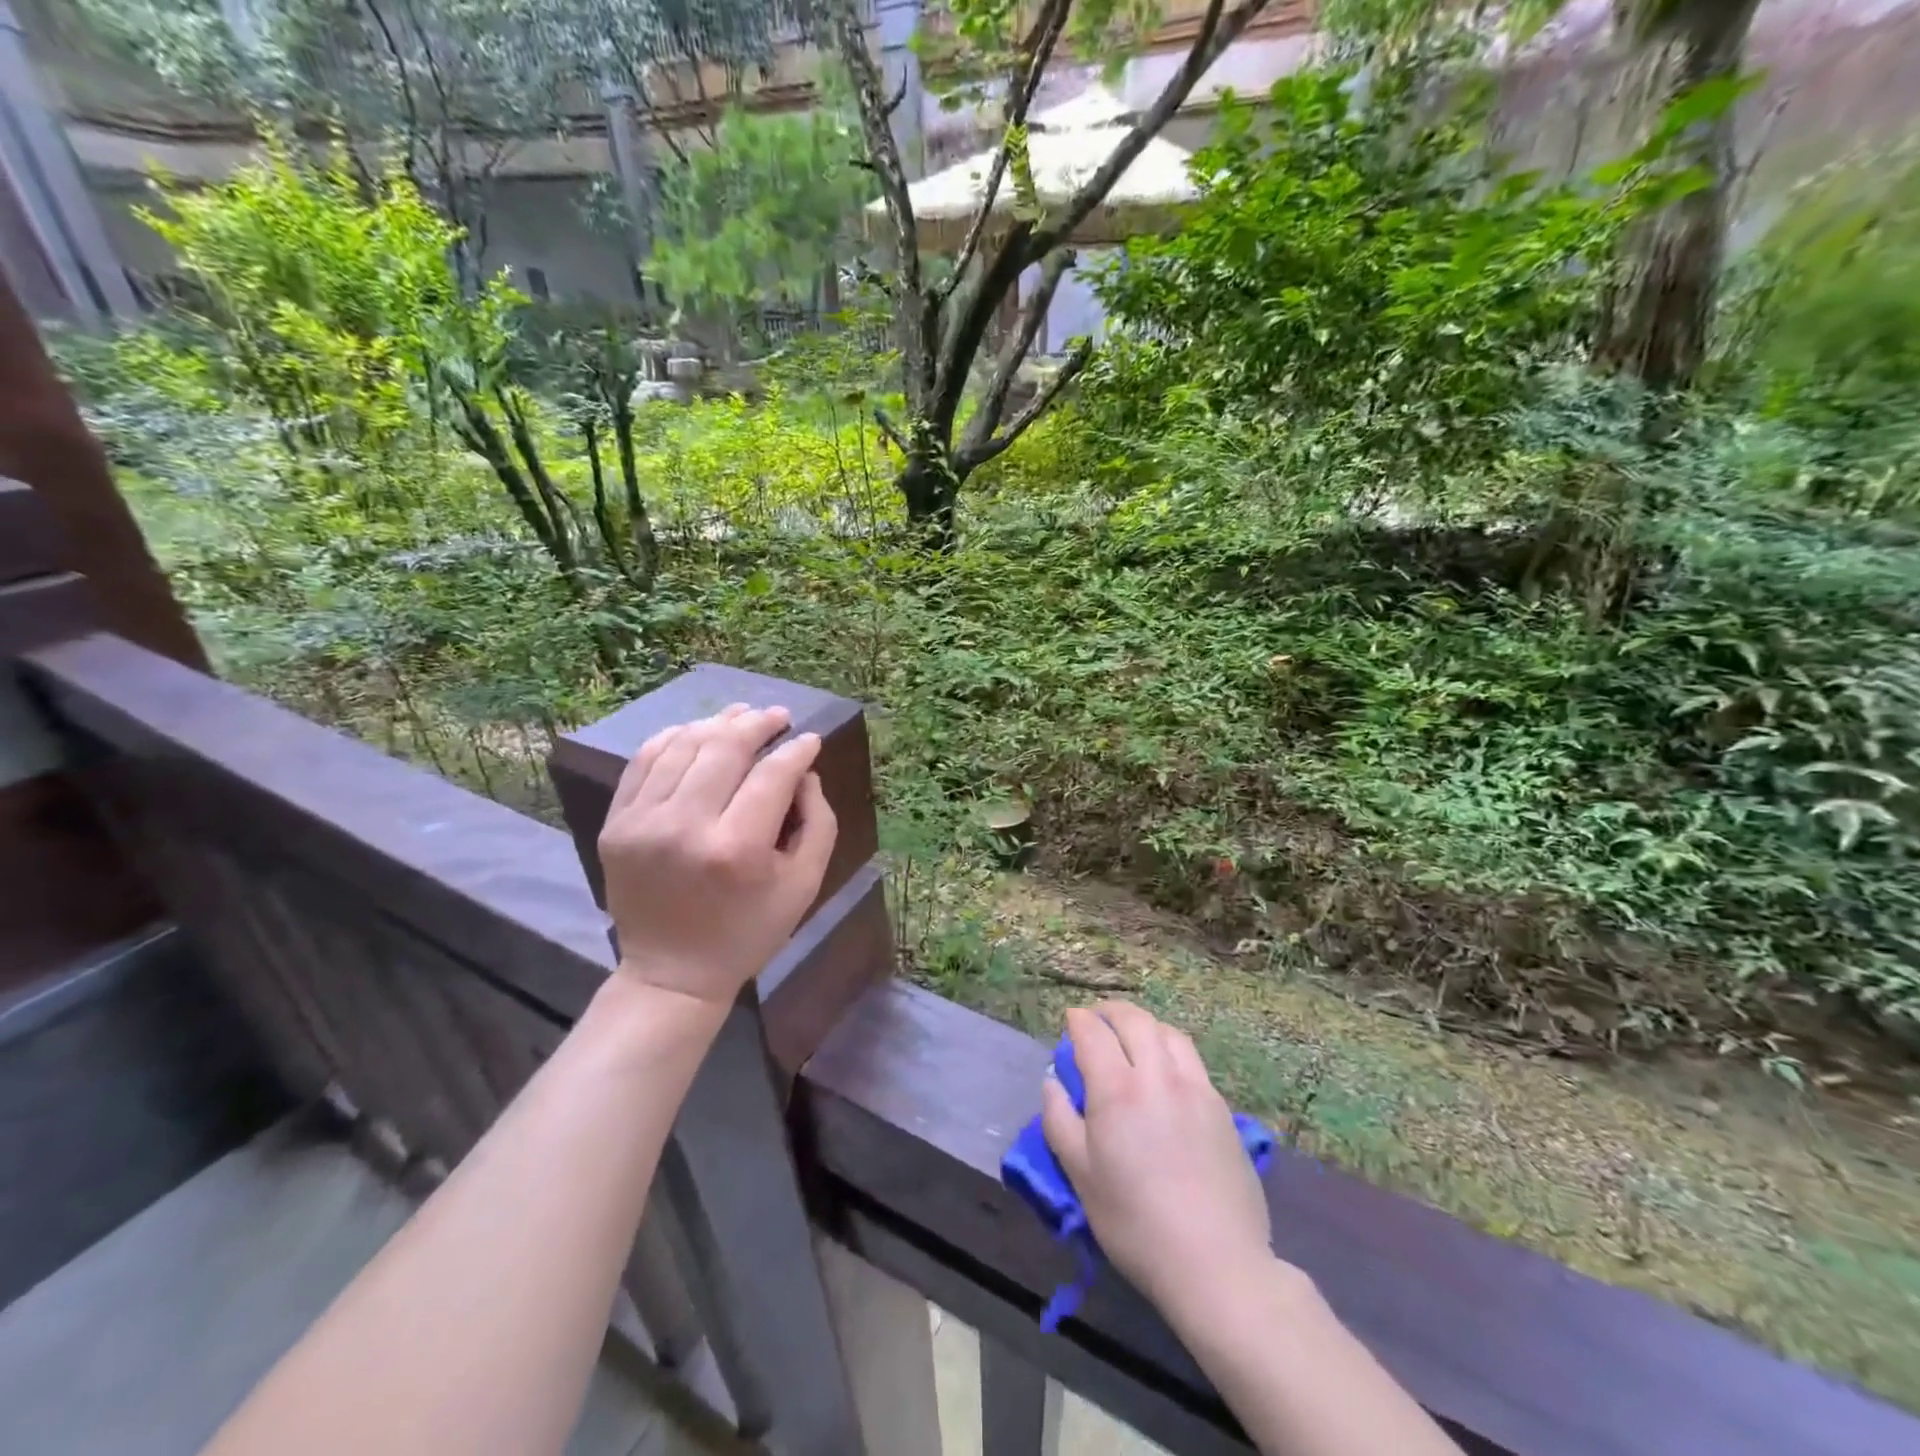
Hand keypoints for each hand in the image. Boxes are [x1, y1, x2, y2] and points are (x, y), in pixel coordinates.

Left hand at [598, 704, 836, 1005]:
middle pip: (724, 749)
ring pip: (683, 746)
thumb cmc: (749, 932)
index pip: (772, 775)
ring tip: (742, 716)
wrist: (672, 972)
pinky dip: (674, 738)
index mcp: (736, 850)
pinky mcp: (616, 824)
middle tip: (778, 715)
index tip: (810, 740)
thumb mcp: (804, 885)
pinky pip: (644, 761)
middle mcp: (684, 827)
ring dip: (717, 724)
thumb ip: (817, 822)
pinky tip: (698, 732)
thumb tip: (803, 772)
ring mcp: (641, 823)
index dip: (796, 750)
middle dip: (757, 724)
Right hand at [1042, 1002, 1274, 1319]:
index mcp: (1117, 1090)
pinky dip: (1171, 1049)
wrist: (1217, 1263)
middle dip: (1110, 1012)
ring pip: (1168, 1033)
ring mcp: (1196, 1088)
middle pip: (1135, 1020)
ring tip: (1133, 1037)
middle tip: (1097, 1019)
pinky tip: (1166, 1071)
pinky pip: (1192, 1059)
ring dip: (1145, 1025)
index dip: (1079, 1021)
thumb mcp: (1081, 1176)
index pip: (1093, 1033)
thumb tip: (1053, 1082)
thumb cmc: (1135, 1224)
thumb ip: (1059, 1121)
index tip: (1071, 1020)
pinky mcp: (1222, 1108)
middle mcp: (1158, 1076)